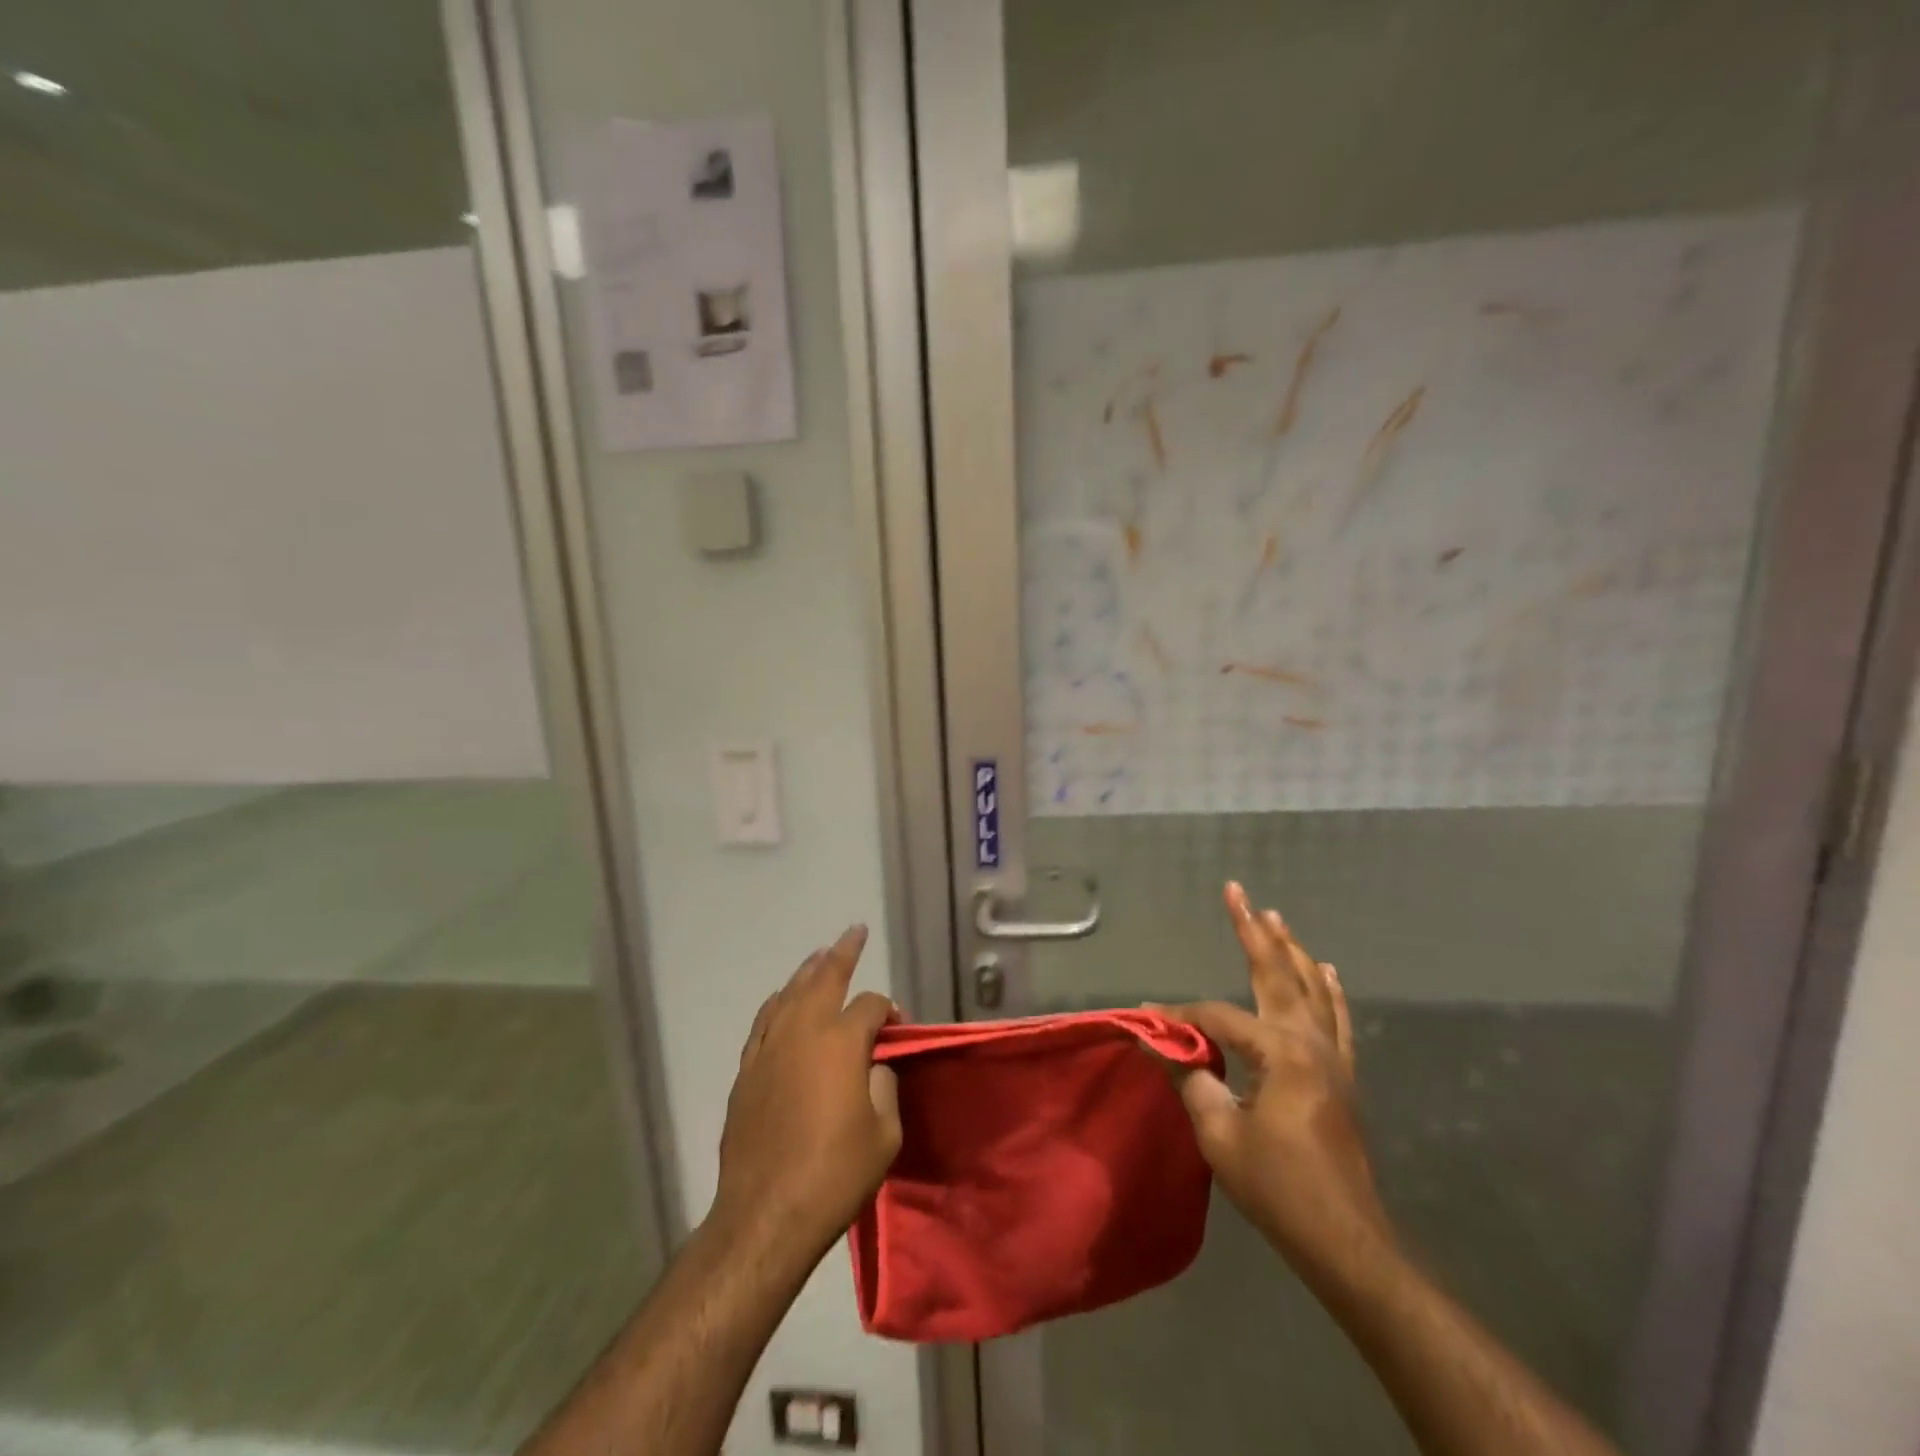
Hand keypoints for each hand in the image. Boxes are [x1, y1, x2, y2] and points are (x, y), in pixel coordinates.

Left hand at [711, 926, 900, 1263]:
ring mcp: (769, 1048)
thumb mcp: (884, 1133)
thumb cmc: (835, 1174)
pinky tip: (782, 999)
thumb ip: (884, 1086)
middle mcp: (802, 1031)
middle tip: (854, 932)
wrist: (766, 1214)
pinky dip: (777, 1003)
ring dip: (807, 971)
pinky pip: (764, 1021)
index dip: (888, 1012)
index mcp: (841, 1042)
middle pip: (824, 978)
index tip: (896, 1029)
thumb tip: (873, 1066)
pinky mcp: (747, 1070)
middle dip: (842, 952)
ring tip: (820, 955)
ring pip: (789, 993)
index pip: (869, 1006)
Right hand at [1162, 883, 1392, 1285]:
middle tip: (1238, 892)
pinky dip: (1328, 989)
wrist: (1346, 1240)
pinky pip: (1336, 1018)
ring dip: (1290, 949)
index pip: (1218, 1017)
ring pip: (1310, 987)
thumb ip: (1190, 1081)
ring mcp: (1332, 1057)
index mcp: (1280, 1052)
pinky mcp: (1342, 1075)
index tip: (1149, 1019)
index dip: (1181, 1016)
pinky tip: (1325, 969)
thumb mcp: (1220, 1136)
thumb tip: (1160, 1044)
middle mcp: (1310, 1042)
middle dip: (1253, 930)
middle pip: (1276, 973)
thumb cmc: (1280, 1188)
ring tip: (1275, 916)